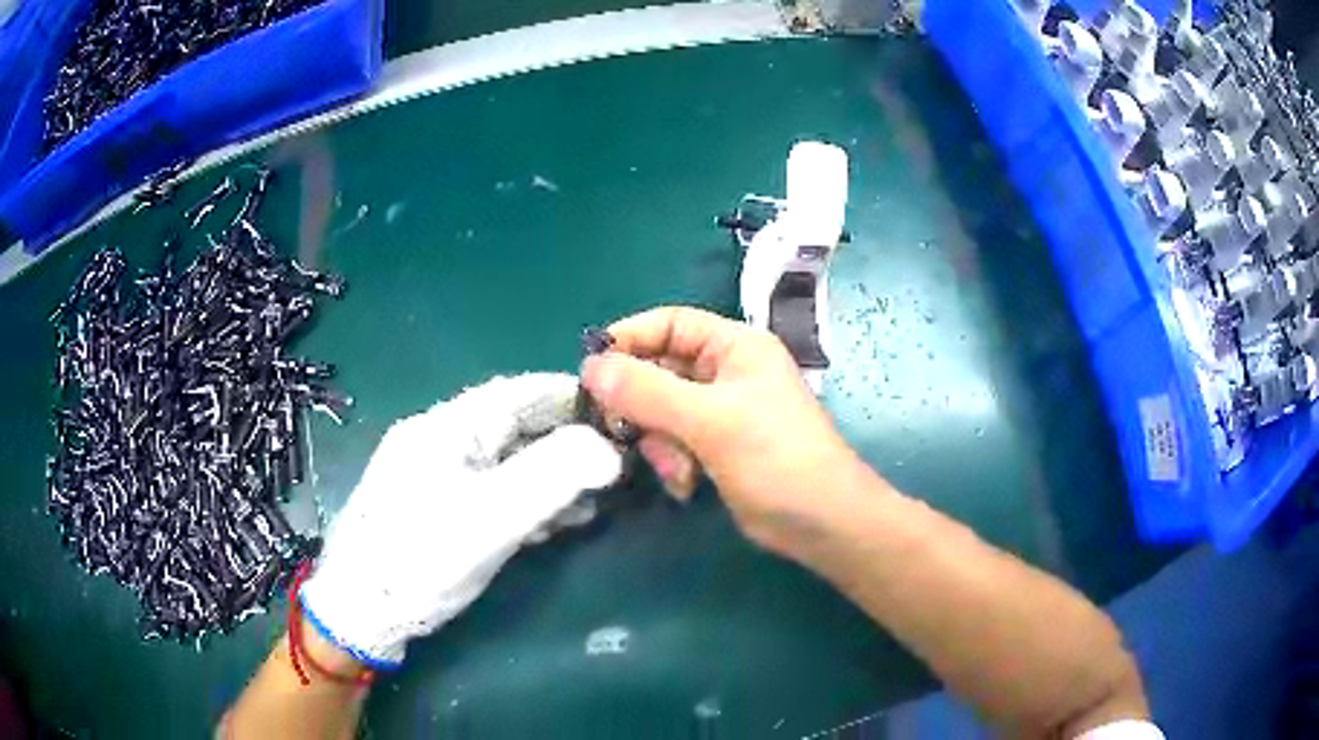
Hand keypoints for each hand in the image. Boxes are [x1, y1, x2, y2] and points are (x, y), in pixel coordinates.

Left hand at [299, 374, 621, 667]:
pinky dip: (525, 501)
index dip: (569, 397)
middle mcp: (438, 441)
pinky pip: (489, 491)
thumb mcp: (490, 518)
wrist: (359, 612)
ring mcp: (433, 476)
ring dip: (549, 477)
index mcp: (445, 427)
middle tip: (613, 467)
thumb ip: (552, 477)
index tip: (617, 413)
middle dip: (565, 443)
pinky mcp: (434, 508)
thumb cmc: (420, 559)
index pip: (518, 392)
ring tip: (592, 502)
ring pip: (504, 462)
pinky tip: (550, 523)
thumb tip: (610, 449)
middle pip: (513, 427)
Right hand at [582, 307, 862, 555]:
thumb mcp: (710, 420)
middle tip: (624, 432)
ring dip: (660, 442)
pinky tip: (686, 485)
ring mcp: (723, 410)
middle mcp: (727, 371)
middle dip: (643, 406)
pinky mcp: (718, 446)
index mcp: (735, 346)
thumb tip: (590, 368)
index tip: (590, 371)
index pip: (669, 323)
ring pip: (662, 411)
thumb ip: (647, 391)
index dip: (628, 341)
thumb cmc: (776, 459)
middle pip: (659, 369)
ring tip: (676, 470)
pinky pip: (675, 440)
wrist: (822, 522)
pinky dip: (673, 461)